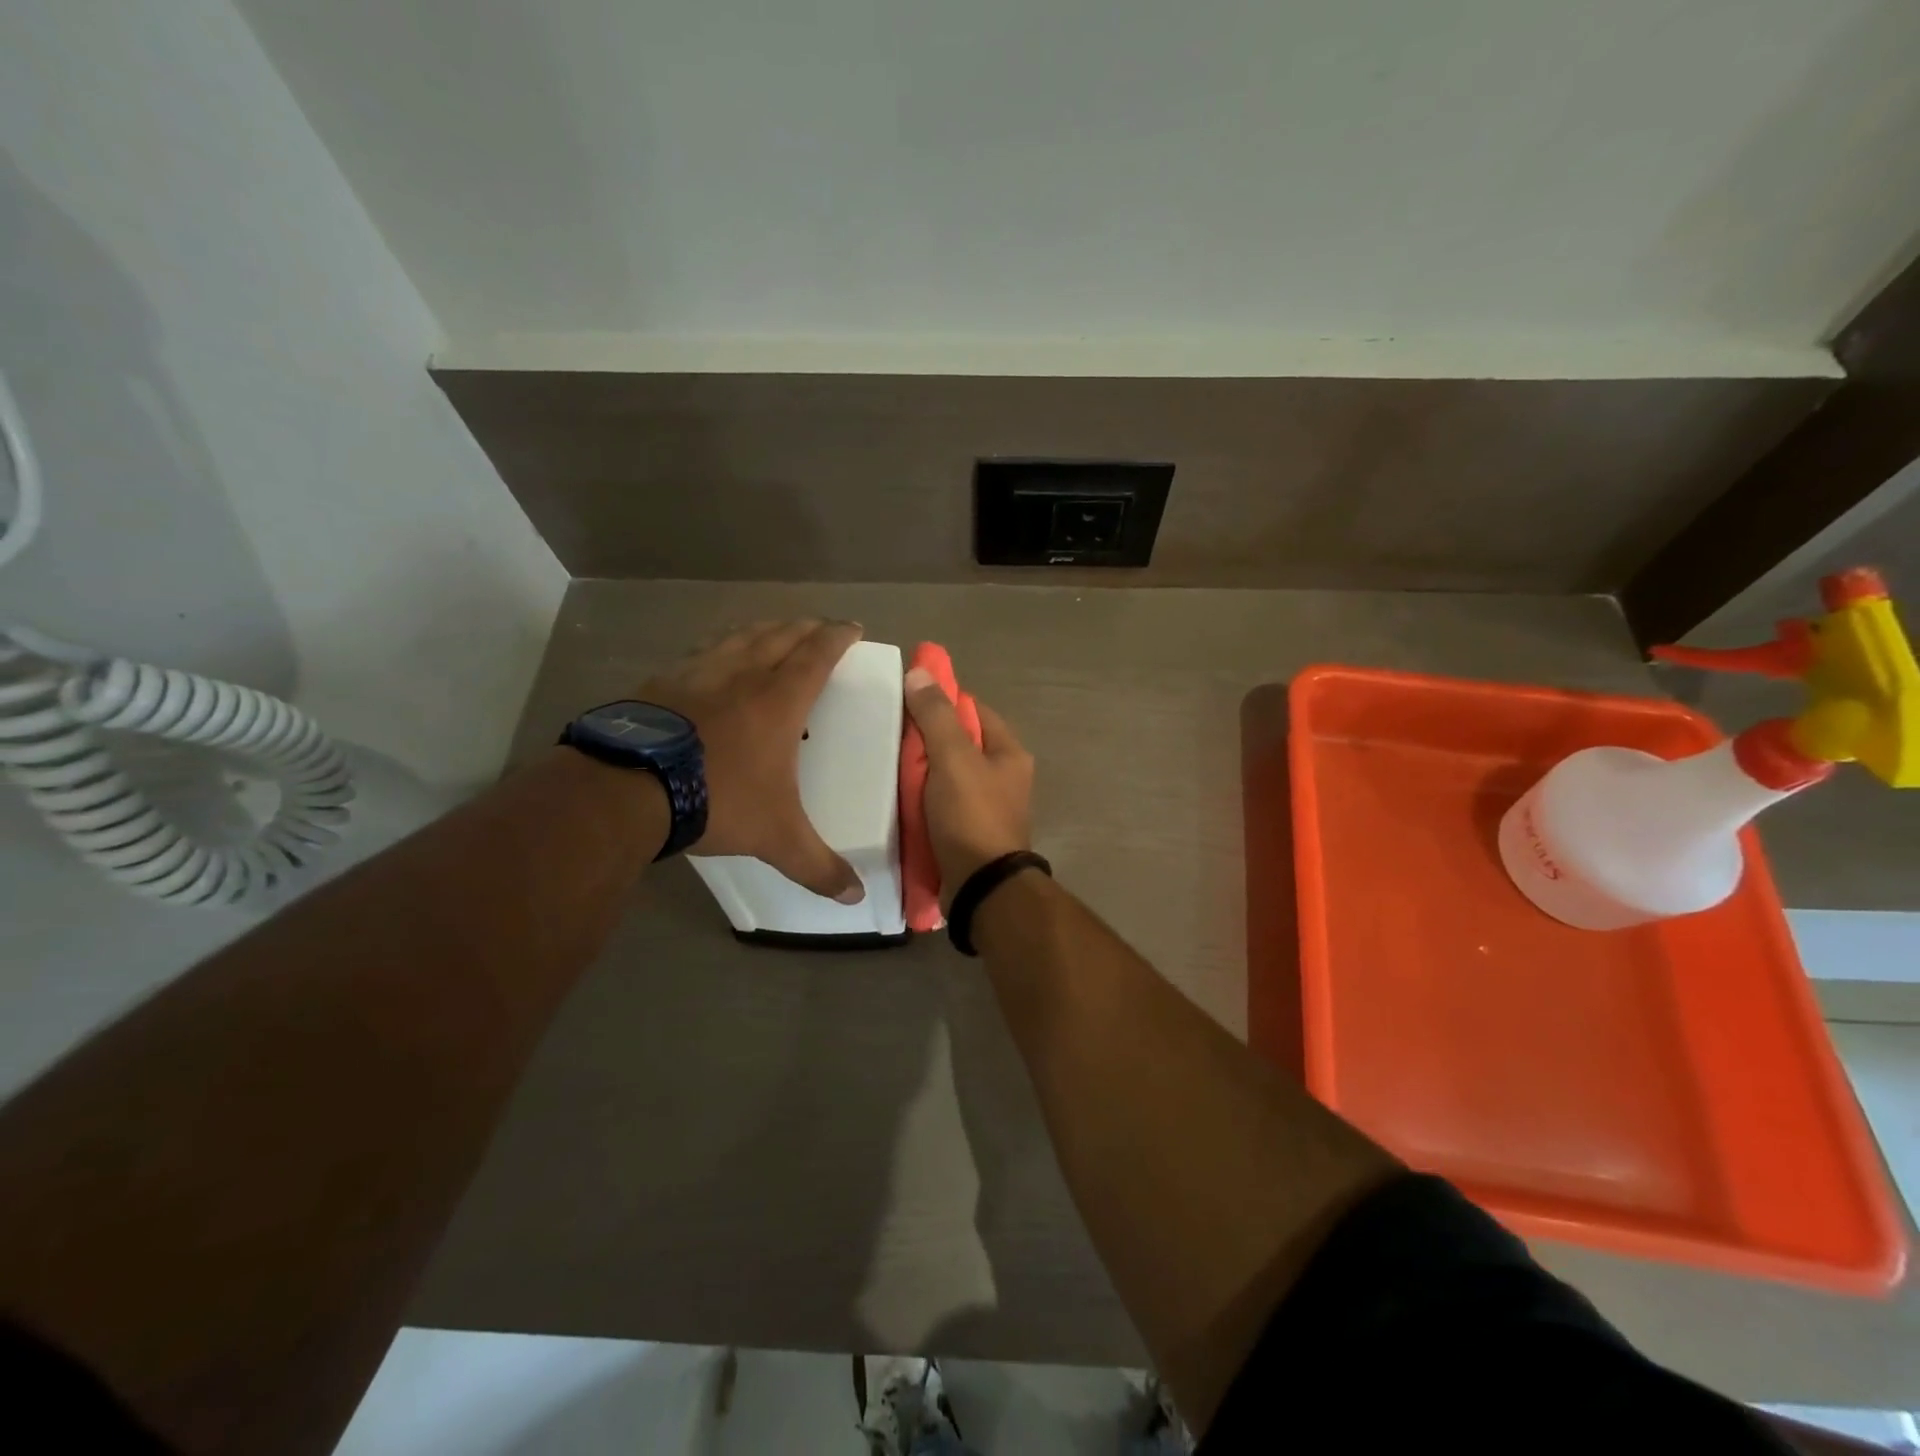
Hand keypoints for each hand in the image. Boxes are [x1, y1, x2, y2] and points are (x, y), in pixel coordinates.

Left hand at [644, 619, 864, 902]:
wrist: (629, 789)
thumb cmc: (717, 800)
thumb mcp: (776, 838)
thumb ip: (817, 866)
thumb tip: (856, 897)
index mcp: (778, 701)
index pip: (817, 655)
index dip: (838, 638)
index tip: (852, 628)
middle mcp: (742, 676)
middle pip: (780, 636)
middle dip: (805, 628)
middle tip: (819, 628)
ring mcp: (697, 673)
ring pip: (739, 637)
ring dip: (763, 630)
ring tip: (773, 632)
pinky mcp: (661, 681)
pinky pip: (700, 652)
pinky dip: (719, 648)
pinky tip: (712, 659)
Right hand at [903, 666, 1034, 907]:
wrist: (981, 888)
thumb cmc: (971, 815)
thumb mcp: (953, 758)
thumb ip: (936, 716)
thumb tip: (920, 673)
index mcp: (1008, 753)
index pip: (972, 710)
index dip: (941, 701)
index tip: (906, 701)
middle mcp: (1003, 776)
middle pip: (958, 743)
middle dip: (925, 740)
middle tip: (889, 736)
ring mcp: (987, 806)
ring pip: (947, 775)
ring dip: (920, 772)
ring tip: (886, 765)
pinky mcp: (969, 831)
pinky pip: (941, 803)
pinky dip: (922, 799)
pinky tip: (897, 798)